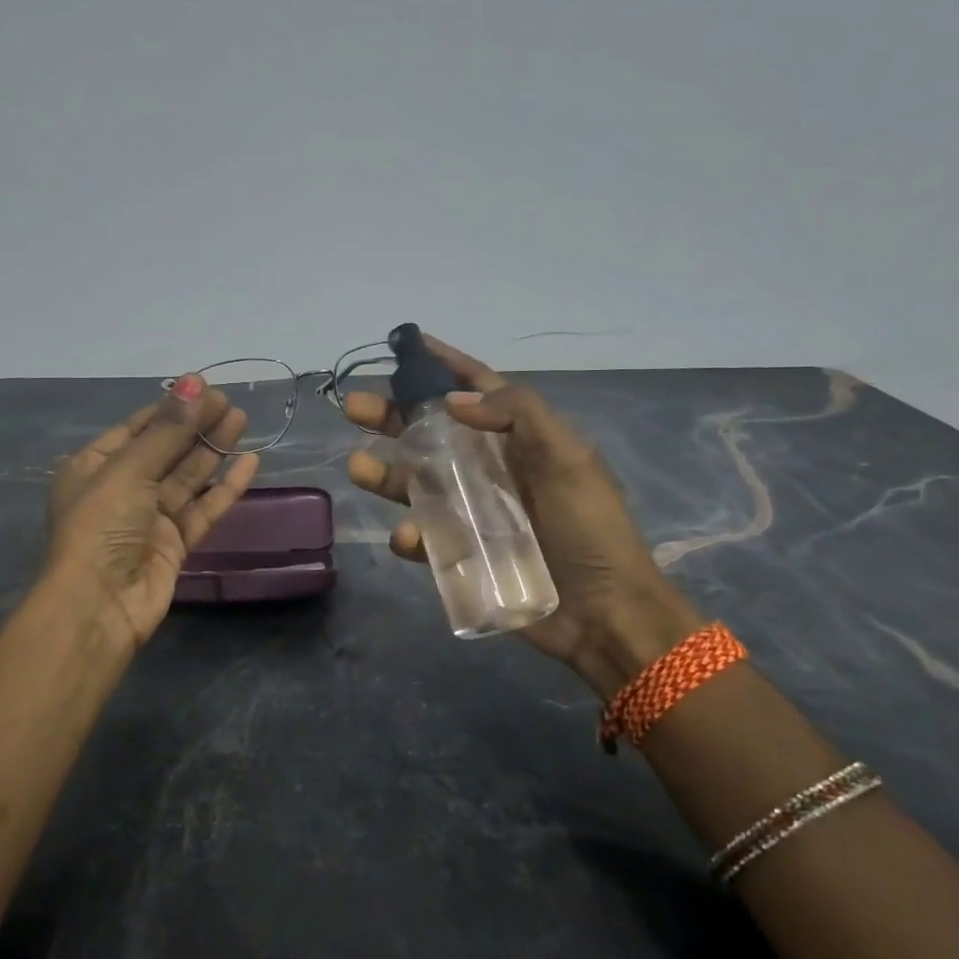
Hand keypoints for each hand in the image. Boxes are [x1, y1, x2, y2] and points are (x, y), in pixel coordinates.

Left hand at [46, 375, 260, 650]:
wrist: (98, 606)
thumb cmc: (100, 527)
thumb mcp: (129, 470)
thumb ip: (167, 431)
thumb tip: (195, 381)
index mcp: (94, 467)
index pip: (136, 429)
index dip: (170, 408)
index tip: (203, 387)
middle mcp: (121, 490)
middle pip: (165, 450)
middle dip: (195, 425)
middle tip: (230, 402)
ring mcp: (149, 519)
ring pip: (187, 477)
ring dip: (212, 450)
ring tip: (241, 420)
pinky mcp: (174, 545)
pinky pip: (203, 509)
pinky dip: (225, 487)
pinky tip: (250, 463)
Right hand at [344, 335, 702, 695]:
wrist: (604, 614)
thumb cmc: (591, 529)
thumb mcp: (568, 459)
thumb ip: (519, 415)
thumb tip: (454, 399)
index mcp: (521, 439)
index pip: (478, 388)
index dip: (443, 364)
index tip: (406, 344)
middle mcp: (493, 469)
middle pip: (433, 433)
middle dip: (393, 417)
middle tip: (354, 406)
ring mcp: (474, 513)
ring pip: (419, 483)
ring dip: (387, 473)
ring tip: (359, 467)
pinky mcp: (463, 554)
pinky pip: (427, 538)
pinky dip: (413, 535)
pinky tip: (409, 537)